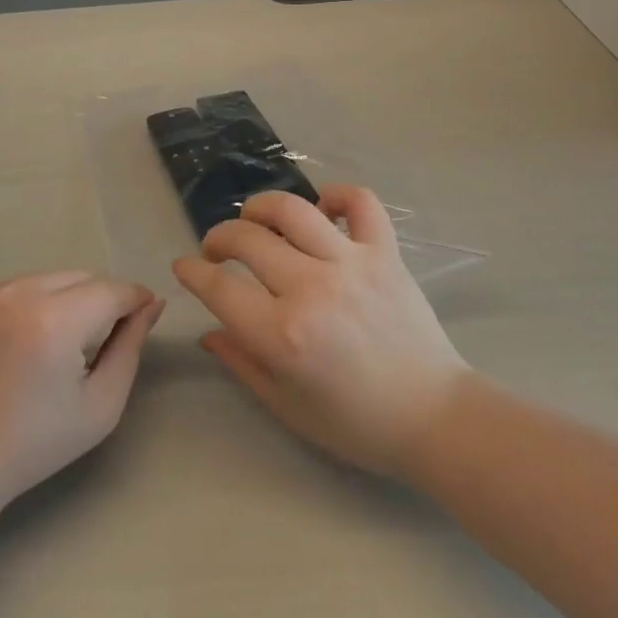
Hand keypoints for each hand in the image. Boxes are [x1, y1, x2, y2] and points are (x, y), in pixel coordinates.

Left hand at [0, 271, 165, 507]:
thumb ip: (131, 346)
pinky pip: (17, 288)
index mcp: (55, 321)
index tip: (144, 315)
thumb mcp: (101, 404)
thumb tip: (152, 304)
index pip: (111, 290)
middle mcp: (19, 294)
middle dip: (101, 299)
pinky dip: (32, 304)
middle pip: (81, 277)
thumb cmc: (35, 443)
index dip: (135, 299)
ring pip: (49, 279)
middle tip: (103, 336)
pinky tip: (25, 342)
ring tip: (61, 341)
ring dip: (67, 299)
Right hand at [173, 187, 470, 476]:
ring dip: (262, 207)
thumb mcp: (286, 405)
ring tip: (256, 219)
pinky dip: (336, 195)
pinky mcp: (385, 252)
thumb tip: (209, 331)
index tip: (184, 266)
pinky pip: (359, 202)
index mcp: (282, 334)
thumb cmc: (356, 423)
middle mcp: (311, 288)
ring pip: (292, 209)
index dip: (191, 272)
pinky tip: (323, 209)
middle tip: (217, 251)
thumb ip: (242, 362)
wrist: (434, 417)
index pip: (218, 287)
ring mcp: (351, 263)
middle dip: (218, 238)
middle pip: (247, 239)